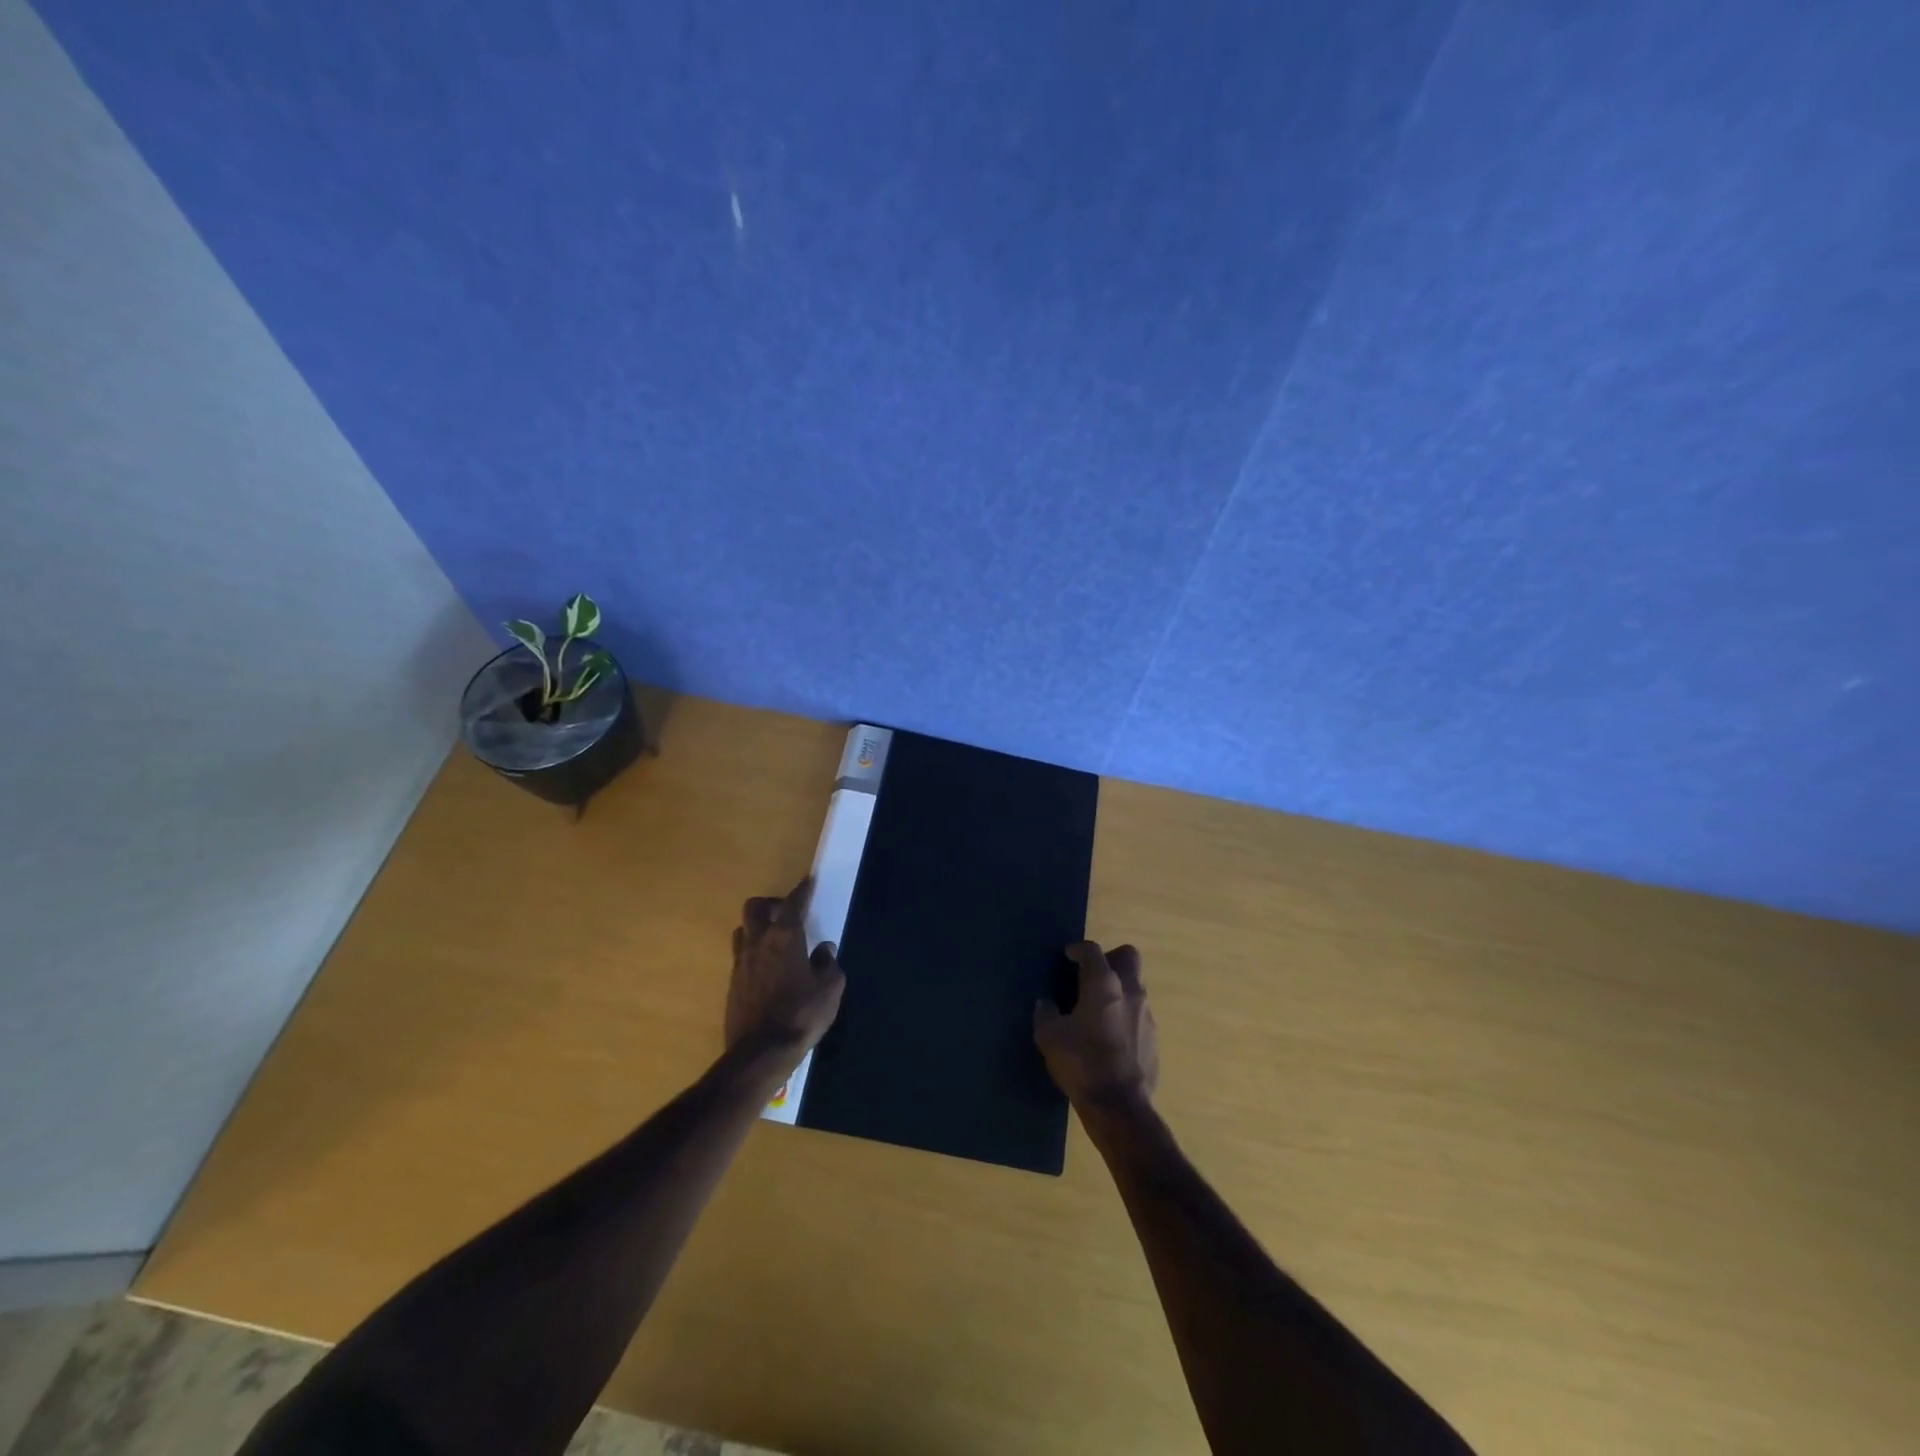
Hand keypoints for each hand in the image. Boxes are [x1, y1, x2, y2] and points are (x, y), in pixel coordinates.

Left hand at [726, 877, 845, 1065]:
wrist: (761, 1052)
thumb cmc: (801, 1015)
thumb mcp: (829, 989)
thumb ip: (828, 964)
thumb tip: (824, 949)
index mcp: (785, 937)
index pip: (793, 903)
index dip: (802, 891)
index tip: (808, 882)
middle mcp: (758, 943)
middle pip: (755, 907)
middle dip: (771, 903)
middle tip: (787, 913)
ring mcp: (741, 963)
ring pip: (742, 930)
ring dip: (757, 927)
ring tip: (774, 940)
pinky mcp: (732, 984)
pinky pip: (740, 956)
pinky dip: (753, 953)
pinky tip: (767, 969)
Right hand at [1034, 942, 1158, 1109]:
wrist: (1119, 1106)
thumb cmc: (1081, 1063)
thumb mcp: (1049, 1037)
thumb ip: (1046, 1014)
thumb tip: (1046, 1004)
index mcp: (1103, 984)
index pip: (1092, 951)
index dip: (1078, 949)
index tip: (1068, 956)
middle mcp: (1130, 991)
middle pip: (1128, 956)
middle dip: (1110, 959)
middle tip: (1091, 975)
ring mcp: (1146, 1014)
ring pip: (1135, 986)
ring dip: (1118, 989)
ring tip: (1097, 1009)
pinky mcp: (1154, 1037)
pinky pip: (1139, 1014)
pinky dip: (1125, 1015)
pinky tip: (1110, 1036)